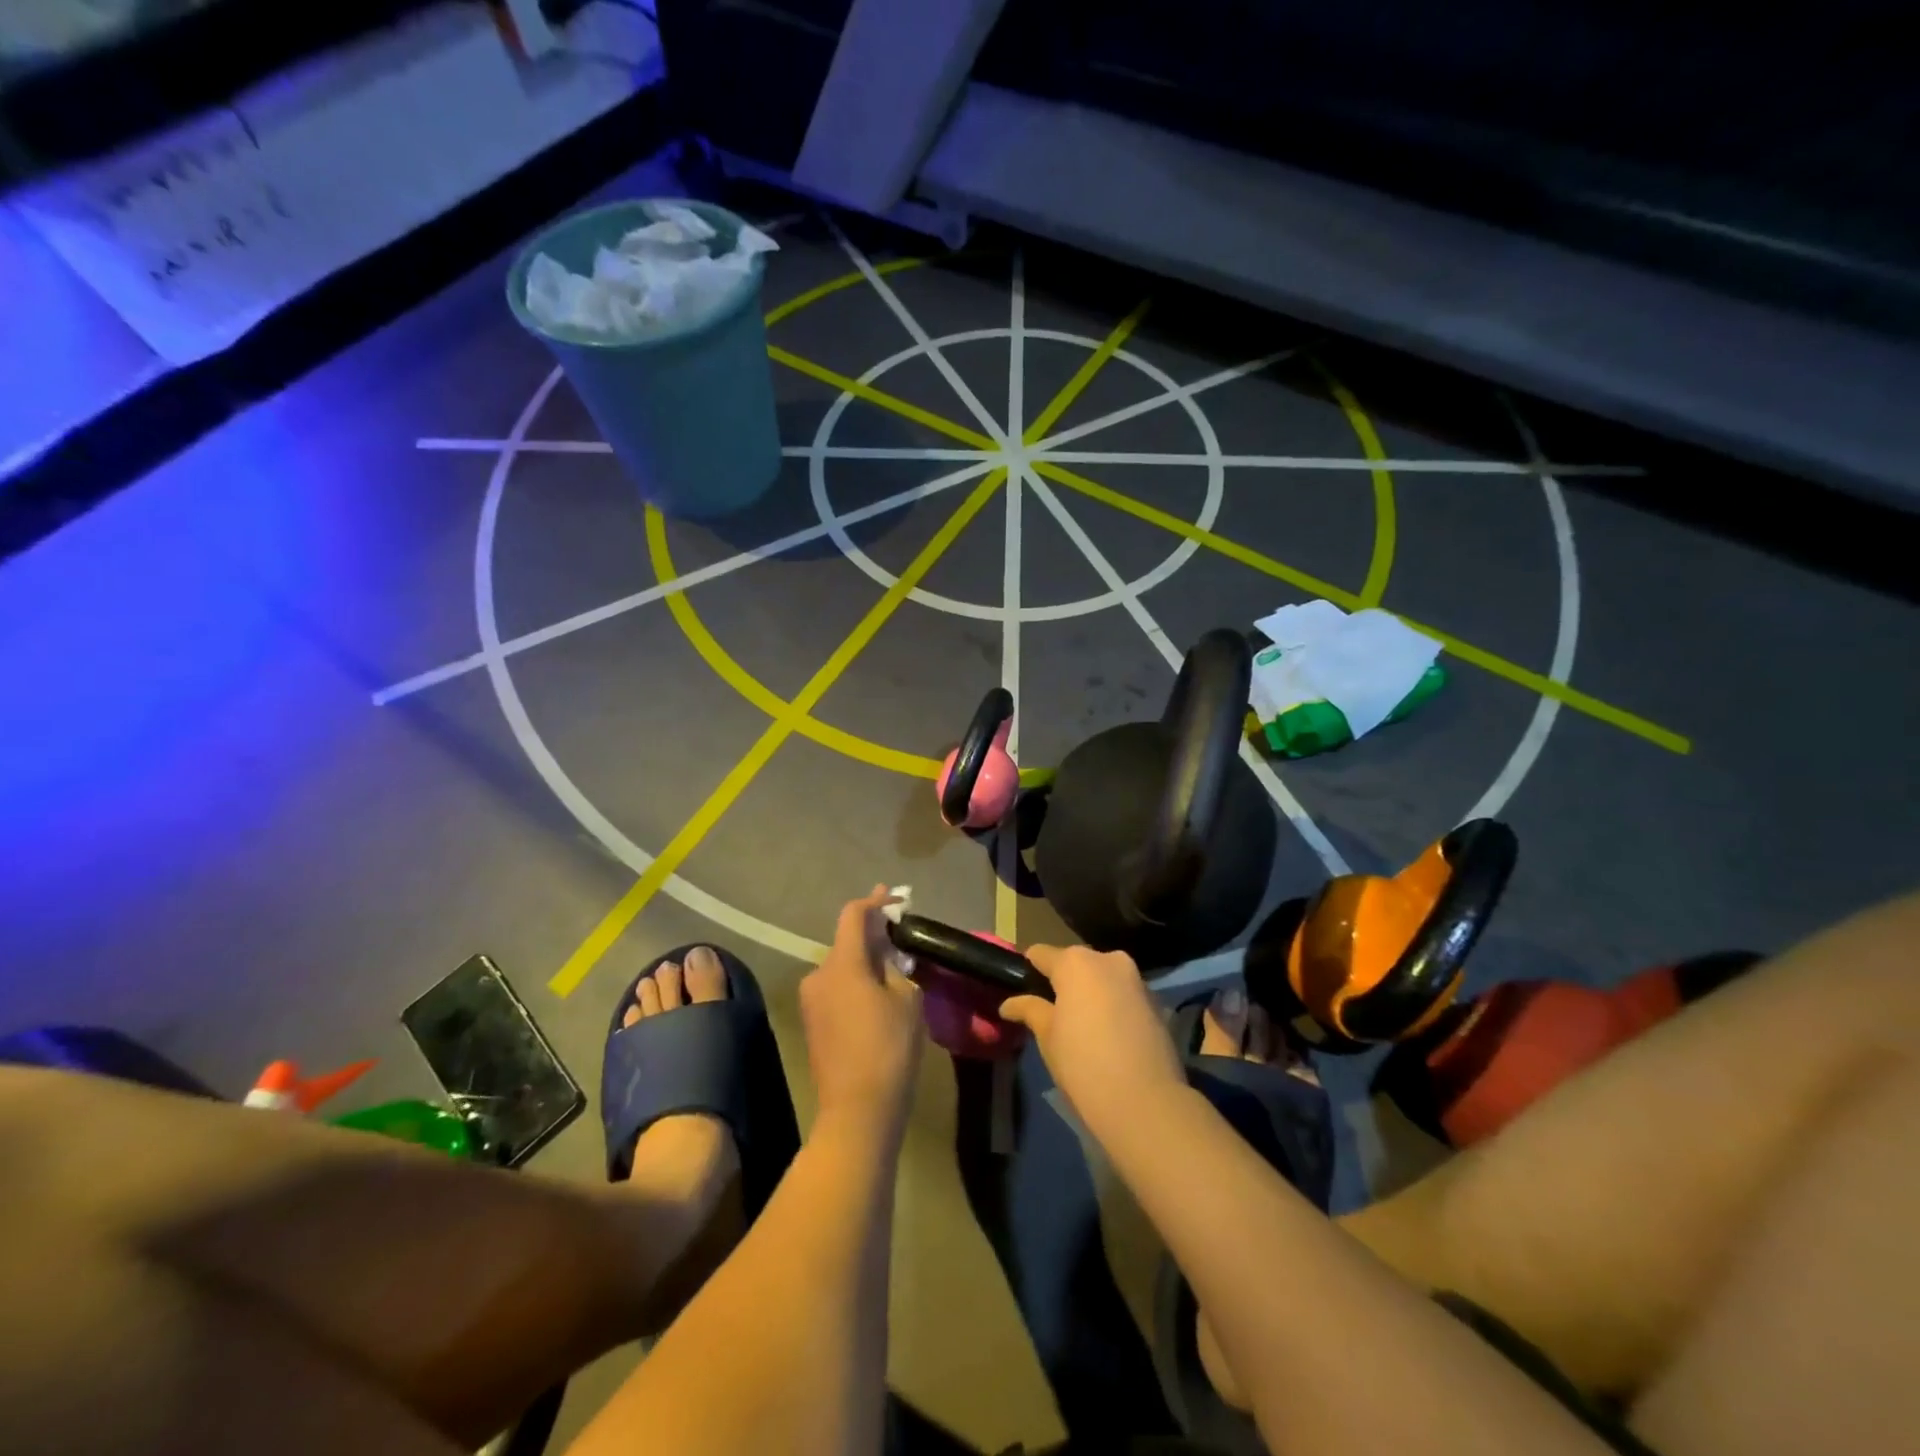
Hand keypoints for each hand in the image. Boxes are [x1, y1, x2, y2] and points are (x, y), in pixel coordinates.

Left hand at [799, 886, 925, 1141]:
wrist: (857, 1111)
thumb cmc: (888, 1049)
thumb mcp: (906, 1000)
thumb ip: (895, 967)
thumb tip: (888, 953)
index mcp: (842, 964)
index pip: (853, 916)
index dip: (874, 902)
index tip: (895, 898)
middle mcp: (818, 975)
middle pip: (846, 942)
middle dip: (873, 936)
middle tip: (901, 937)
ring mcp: (811, 1000)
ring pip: (841, 967)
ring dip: (864, 962)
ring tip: (893, 971)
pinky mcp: (812, 1023)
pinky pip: (835, 988)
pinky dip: (855, 983)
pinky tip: (876, 996)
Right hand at [999, 945, 1186, 1139]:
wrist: (1146, 1103)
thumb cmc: (1083, 1063)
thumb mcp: (1047, 1037)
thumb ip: (1030, 1010)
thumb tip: (1009, 1003)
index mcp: (1075, 962)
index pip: (1040, 954)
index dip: (1028, 971)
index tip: (1021, 992)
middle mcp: (1108, 959)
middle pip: (1076, 963)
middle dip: (1064, 983)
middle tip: (1052, 1014)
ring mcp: (1136, 979)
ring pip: (1103, 978)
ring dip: (1091, 994)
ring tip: (1081, 1027)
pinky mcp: (1157, 1003)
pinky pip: (1124, 996)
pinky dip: (1113, 1007)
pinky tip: (1109, 1038)